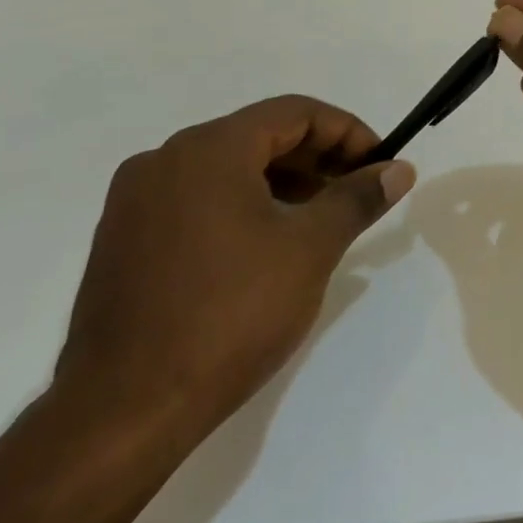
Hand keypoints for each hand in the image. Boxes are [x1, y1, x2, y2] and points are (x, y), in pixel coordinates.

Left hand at [53, 96, 413, 441]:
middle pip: (260, 135)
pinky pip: (198, 198)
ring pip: (228, 168)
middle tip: (358, 192)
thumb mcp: (311, 248)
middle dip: (318, 158)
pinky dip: (244, 204)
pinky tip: (269, 243)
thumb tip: (399, 170)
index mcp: (209, 149)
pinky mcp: (124, 239)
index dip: (348, 132)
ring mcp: (137, 200)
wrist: (125, 410)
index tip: (380, 165)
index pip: (295, 112)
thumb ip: (358, 198)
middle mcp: (165, 159)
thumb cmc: (231, 314)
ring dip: (283, 181)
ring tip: (322, 219)